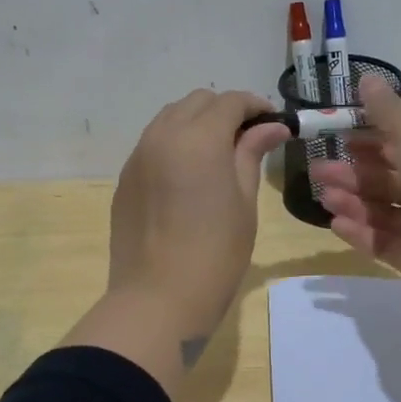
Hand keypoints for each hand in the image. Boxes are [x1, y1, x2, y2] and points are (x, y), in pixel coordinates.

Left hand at [106, 89, 289, 347]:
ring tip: (219, 155)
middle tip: (249, 139)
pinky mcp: (125, 180)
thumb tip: (271, 127)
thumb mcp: (243, 201)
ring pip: (170, 118)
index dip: (256, 106)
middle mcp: (162, 136)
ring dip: (197, 124)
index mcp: (198, 138)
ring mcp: (138, 157)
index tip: (275, 125)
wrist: (158, 299)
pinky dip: (175, 144)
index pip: (230, 102)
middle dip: (225, 111)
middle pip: (197, 102)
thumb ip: (251, 154)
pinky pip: (152, 144)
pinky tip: (189, 175)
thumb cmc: (215, 253)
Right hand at [310, 74, 400, 305]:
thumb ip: (388, 111)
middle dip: (351, 172)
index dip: (369, 138)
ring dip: (351, 200)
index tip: (338, 135)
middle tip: (317, 170)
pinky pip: (380, 241)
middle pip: (385, 178)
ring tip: (324, 197)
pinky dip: (359, 232)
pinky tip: (336, 223)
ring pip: (380, 209)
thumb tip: (367, 78)